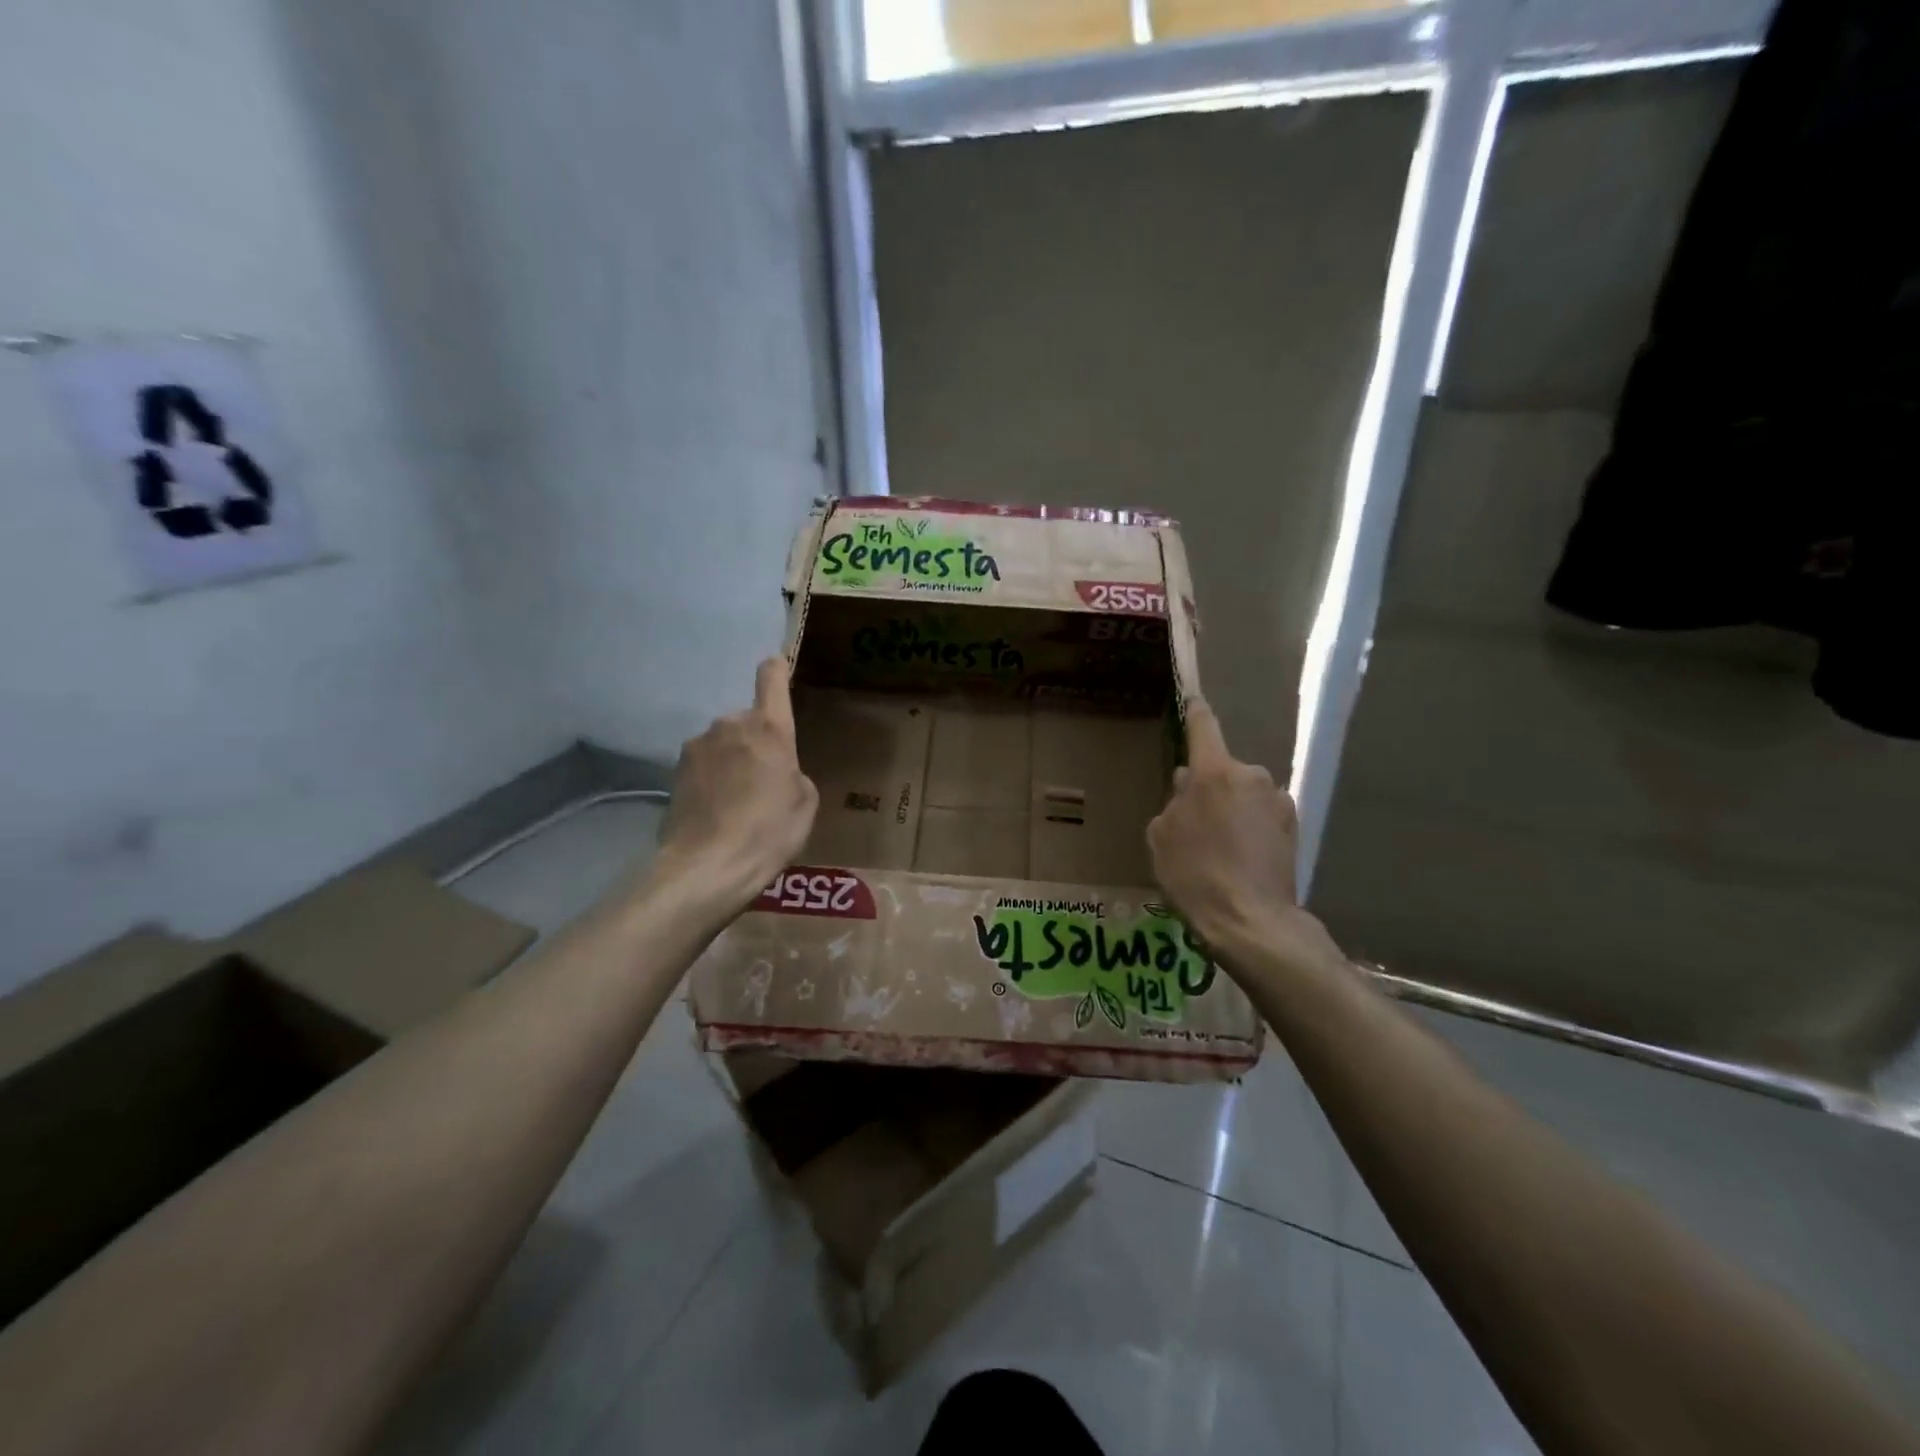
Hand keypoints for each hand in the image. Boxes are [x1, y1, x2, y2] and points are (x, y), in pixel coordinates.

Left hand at [654, 658, 818, 917]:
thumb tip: (776, 770)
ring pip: (723, 744)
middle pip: (747, 721)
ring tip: (738, 803)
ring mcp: (696, 746)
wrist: (707, 867)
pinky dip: (711, 780)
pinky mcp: (674, 772)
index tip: (778, 669)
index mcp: (768, 728)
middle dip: (756, 742)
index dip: (776, 670)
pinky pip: (703, 766)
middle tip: (765, 781)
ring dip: (731, 761)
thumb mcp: (805, 803)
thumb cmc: (769, 832)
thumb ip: (793, 772)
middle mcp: (729, 725)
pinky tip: (716, 813)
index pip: (771, 677)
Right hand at [1147, 701, 1335, 972]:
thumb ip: (1174, 802)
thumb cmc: (1195, 874)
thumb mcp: (1162, 836)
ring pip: (1244, 794)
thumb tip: (1189, 785)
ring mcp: (1278, 801)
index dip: (1195, 712)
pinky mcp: (1294, 828)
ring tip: (1219, 848)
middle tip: (1194, 822)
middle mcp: (1252, 776)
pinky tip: (1240, 859)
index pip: (1203, 727)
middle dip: (1209, 786)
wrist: (1251, 921)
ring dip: (1231, 809)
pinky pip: (1262, 816)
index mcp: (1214, 772)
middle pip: (1222, 770)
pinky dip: (1250, 828)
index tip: (1194, 699)